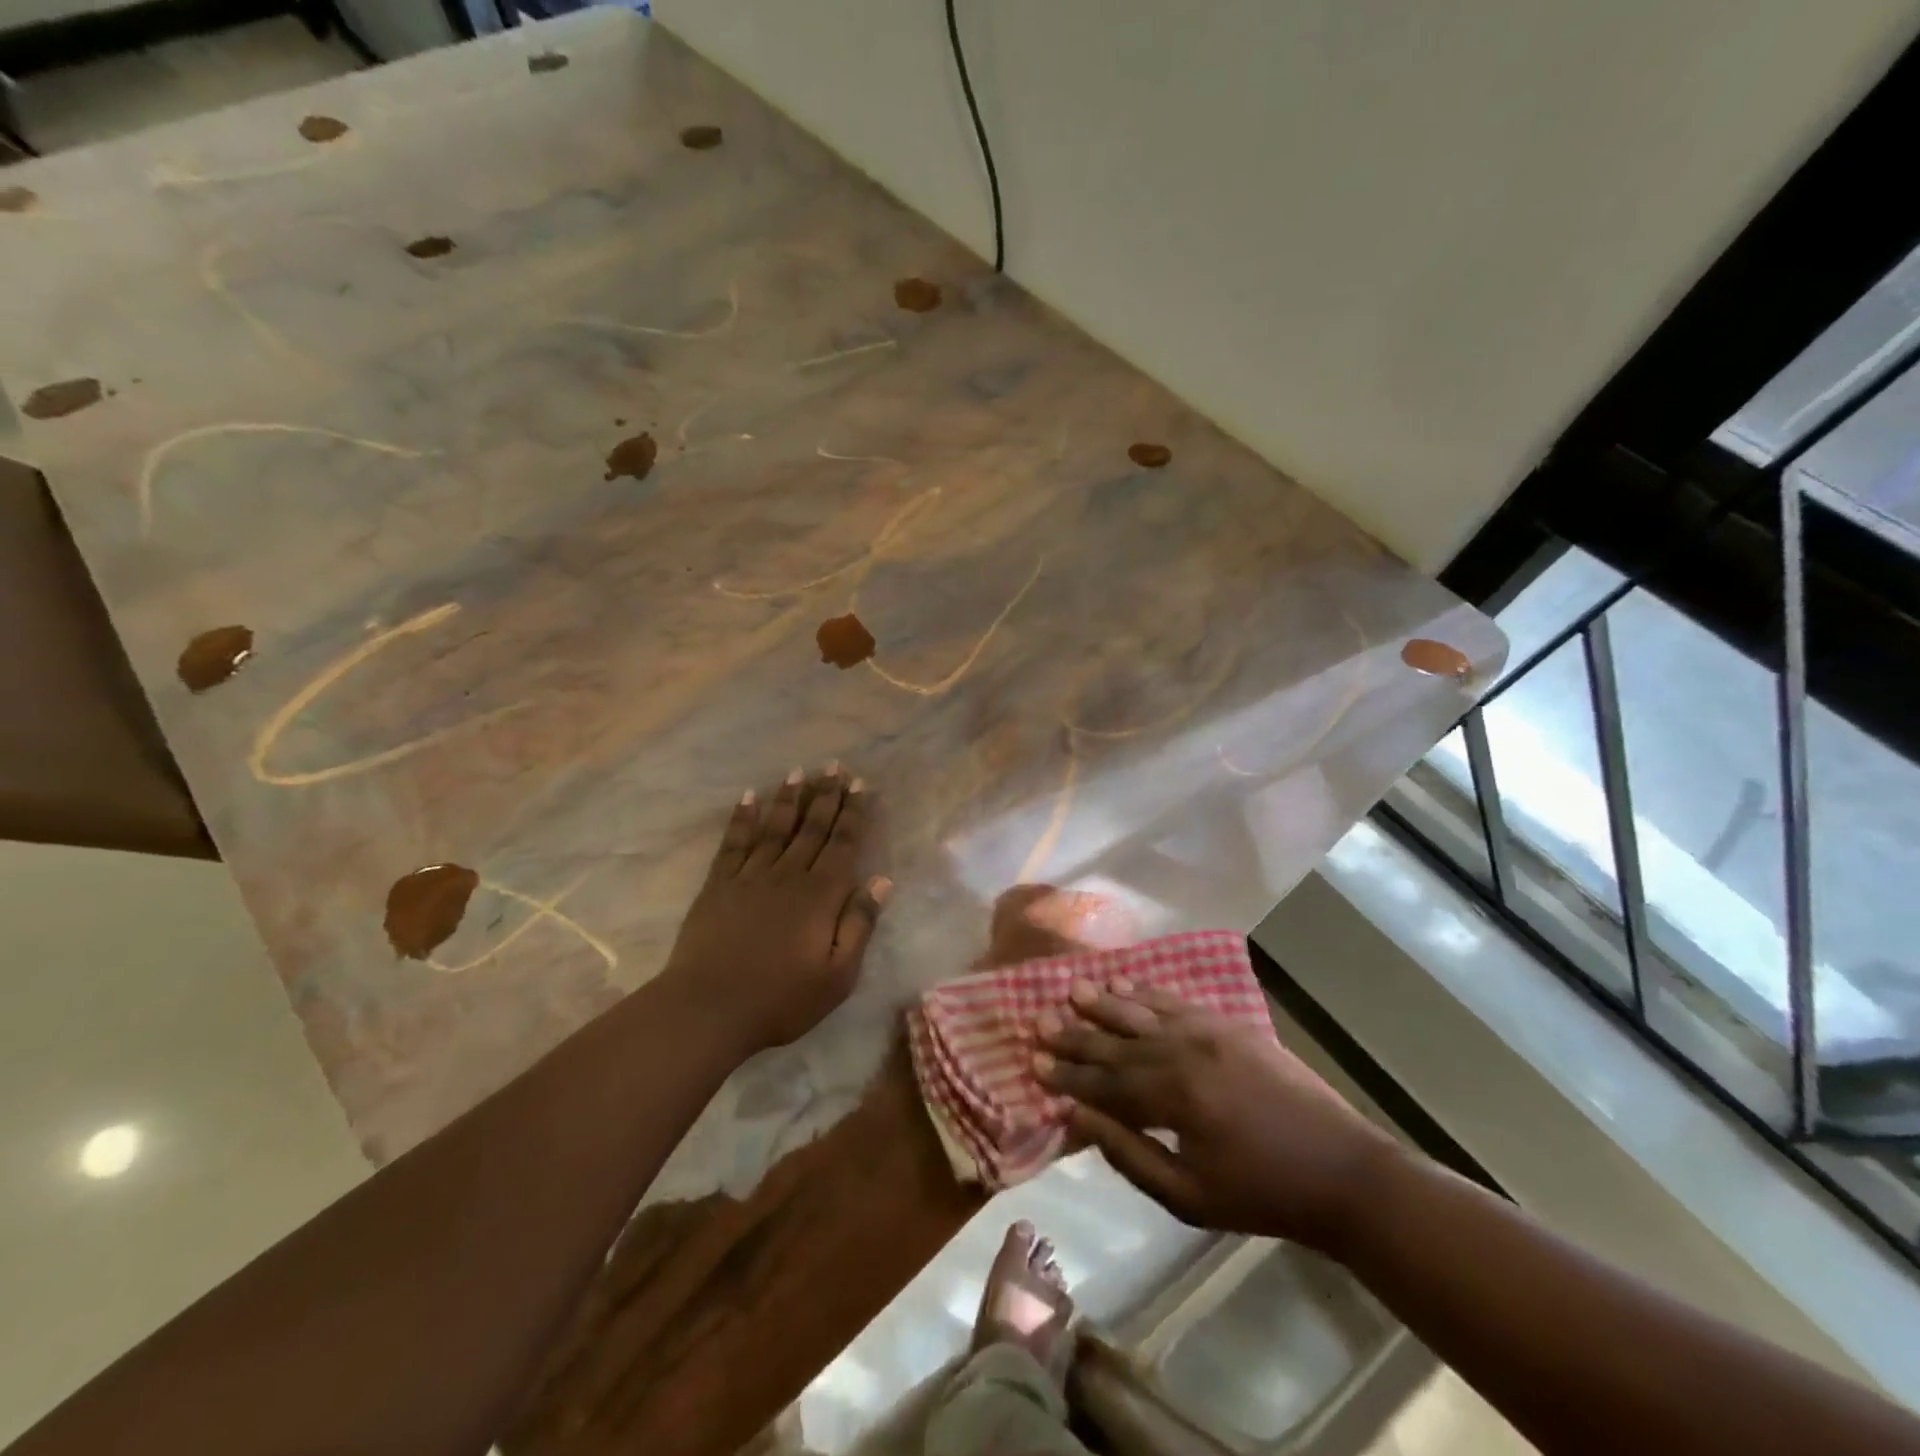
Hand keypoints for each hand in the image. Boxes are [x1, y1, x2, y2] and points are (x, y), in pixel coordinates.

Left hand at [661, 766, 889, 1055]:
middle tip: (834, 766)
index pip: (843, 844)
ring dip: (788, 799)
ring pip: (775, 828)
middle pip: (811, 828)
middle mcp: (788, 876)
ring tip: (798, 772)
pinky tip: (748, 798)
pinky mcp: (718, 886)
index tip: (860, 785)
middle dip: (825, 795)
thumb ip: (859, 925)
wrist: (710, 1009)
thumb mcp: (838, 975)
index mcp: (820, 896)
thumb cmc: (782, 999)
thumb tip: (882, 881)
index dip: (853, 813)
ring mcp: (750, 877)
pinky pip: (734, 843)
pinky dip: (742, 819)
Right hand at [1035, 982, 1401, 1253]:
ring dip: (1104, 1003)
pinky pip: (1176, 1001)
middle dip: (1076, 1035)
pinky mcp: (1228, 1024)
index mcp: (1172, 1098)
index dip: (1067, 1077)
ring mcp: (1207, 1032)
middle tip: (1039, 1022)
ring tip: (1072, 990)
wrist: (1340, 1170)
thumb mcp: (1188, 1197)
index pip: (1104, 1083)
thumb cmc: (1260, 1194)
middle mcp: (1182, 1053)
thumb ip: (1128, 1154)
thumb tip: (1077, 1118)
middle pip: (1117, 1042)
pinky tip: (1125, 983)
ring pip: (1142, 1011)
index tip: (1033, 1064)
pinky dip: (1147, 991)